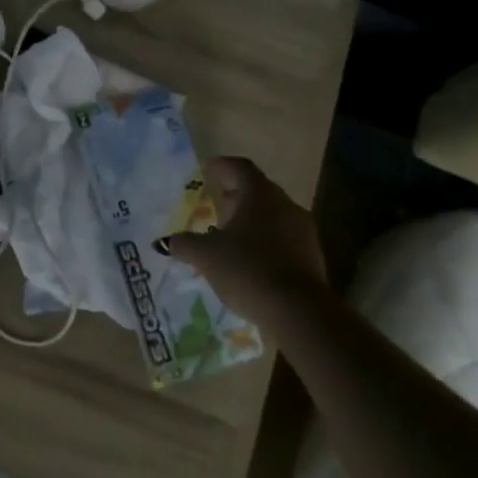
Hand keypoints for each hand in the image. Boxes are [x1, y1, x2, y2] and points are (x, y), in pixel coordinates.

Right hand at [164, 157, 329, 337]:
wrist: (298, 311)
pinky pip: (283, 239)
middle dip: (235, 195)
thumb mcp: (206, 256)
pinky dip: (265, 241)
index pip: (240, 167)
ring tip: (229, 234)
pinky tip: (249, 260)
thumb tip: (166, 241)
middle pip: (258, 190)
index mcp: (260, 194)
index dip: (221, 166)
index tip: (206, 169)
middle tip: (216, 202)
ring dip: (251, 220)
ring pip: (273, 215)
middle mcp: (285, 205)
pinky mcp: (312, 256)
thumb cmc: (247, 268)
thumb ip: (185, 244)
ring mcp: (303, 231)